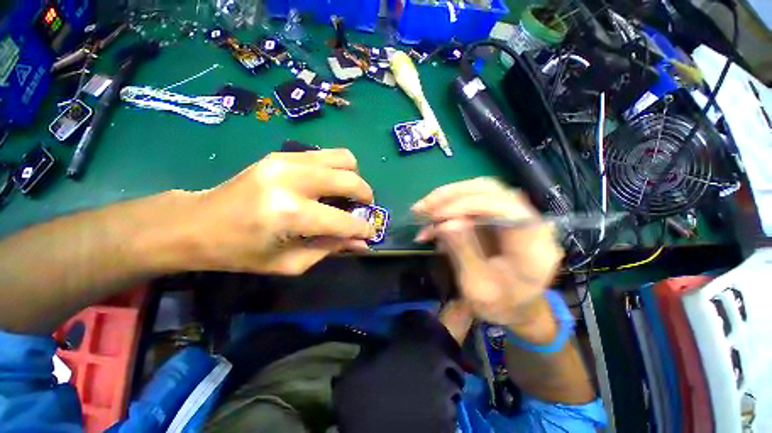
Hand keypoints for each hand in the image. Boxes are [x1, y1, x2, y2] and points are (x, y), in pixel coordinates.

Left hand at [177, 149, 374, 274]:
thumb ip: (330, 249)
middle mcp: (292, 180)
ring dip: (353, 177)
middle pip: (350, 180)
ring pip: (343, 158)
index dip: (363, 229)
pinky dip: (336, 169)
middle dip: (366, 196)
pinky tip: (327, 185)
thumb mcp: (289, 263)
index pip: (343, 221)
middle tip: (363, 209)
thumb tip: (361, 243)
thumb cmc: (241, 252)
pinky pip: (325, 155)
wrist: (197, 223)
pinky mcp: (282, 153)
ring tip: (346, 194)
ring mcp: (286, 160)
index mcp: (290, 214)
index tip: (370, 233)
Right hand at [413, 178, 562, 332]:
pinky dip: (447, 207)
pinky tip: (430, 221)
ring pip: (477, 190)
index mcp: (533, 242)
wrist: (516, 308)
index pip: (503, 206)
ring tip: (421, 210)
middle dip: (451, 196)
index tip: (437, 216)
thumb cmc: (501, 305)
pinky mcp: (496, 216)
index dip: (467, 205)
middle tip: (422, 208)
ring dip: (446, 197)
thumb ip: (465, 253)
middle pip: (489, 190)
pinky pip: (470, 201)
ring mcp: (511, 214)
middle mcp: (527, 220)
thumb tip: (446, 223)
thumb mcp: (479, 287)